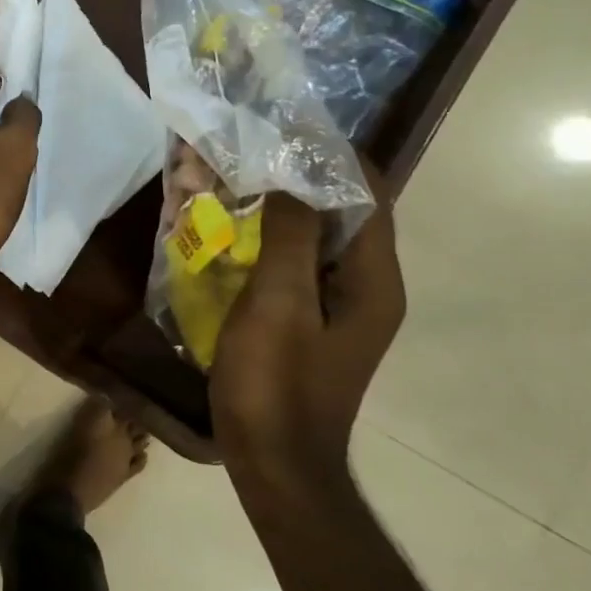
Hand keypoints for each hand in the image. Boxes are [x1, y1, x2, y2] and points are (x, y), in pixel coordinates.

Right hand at [209, 180, 405, 484]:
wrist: (273, 464)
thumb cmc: (277, 383)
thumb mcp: (279, 304)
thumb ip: (290, 235)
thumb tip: (293, 175)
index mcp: (370, 279)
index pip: (367, 195)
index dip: (331, 155)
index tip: (283, 127)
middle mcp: (361, 285)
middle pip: (335, 212)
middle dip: (289, 178)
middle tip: (241, 153)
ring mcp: (333, 305)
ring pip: (306, 236)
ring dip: (269, 207)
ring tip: (222, 181)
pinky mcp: (305, 319)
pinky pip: (286, 263)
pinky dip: (258, 238)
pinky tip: (220, 230)